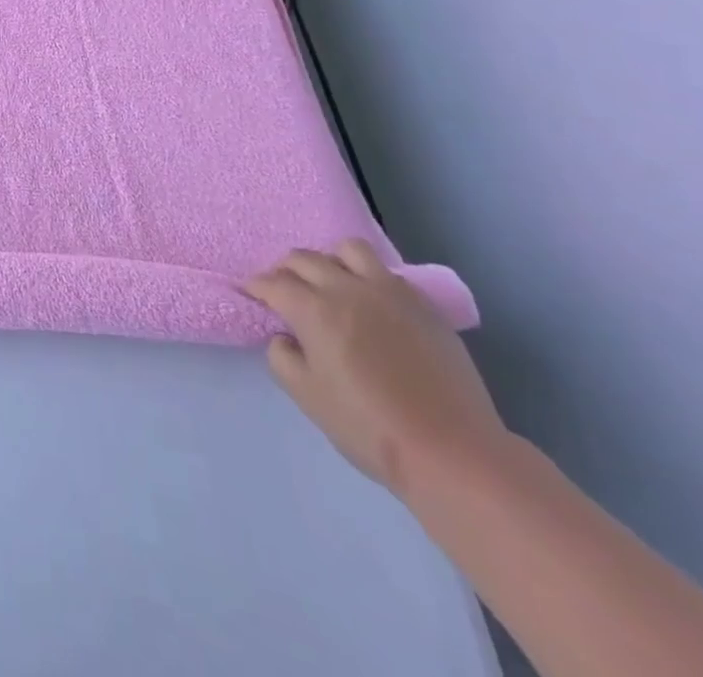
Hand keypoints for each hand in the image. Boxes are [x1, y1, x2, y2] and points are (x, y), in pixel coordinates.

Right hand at [244, 239, 509, 498]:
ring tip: (331, 285)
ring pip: (348, 250)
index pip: (272, 283)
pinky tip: (371, 305)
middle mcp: (347, 288)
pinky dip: (368, 278)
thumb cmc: (368, 426)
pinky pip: (386, 273)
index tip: (251, 294)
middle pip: (304, 258)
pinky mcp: (423, 305)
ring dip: (330, 261)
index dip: (256, 287)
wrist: (451, 452)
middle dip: (285, 270)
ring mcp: (389, 292)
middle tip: (284, 290)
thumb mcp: (306, 396)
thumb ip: (281, 356)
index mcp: (314, 309)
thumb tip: (286, 336)